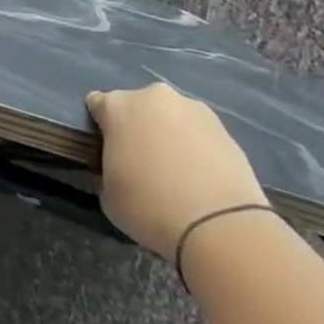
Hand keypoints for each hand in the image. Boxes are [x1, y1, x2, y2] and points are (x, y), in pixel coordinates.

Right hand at [86, 84, 268, 255]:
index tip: (107, 149)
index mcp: (118, 106)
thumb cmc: (150, 207)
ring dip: (169, 134)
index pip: (97, 103)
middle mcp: (153, 97)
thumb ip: (107, 171)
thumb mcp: (109, 195)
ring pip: (172, 117)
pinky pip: (200, 134)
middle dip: (137, 127)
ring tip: (179, 173)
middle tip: (143, 162)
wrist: (221, 226)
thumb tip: (119, 170)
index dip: (101, 126)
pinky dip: (197, 148)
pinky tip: (202, 179)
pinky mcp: (225, 128)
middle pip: (138, 106)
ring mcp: (193, 109)